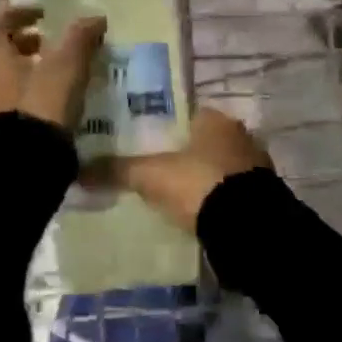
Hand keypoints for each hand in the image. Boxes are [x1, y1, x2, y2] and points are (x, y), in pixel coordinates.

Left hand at [0, 0, 106, 134]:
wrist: (13, 167)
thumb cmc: (38, 107)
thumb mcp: (66, 69)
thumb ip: (79, 40)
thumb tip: (95, 18)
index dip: (22, 12)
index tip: (43, 15)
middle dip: (18, 42)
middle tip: (45, 46)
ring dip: (14, 68)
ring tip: (43, 77)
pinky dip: (10, 92)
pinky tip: (32, 105)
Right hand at [85, 107, 271, 233]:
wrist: (248, 227)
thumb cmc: (199, 184)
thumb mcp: (151, 176)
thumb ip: (117, 170)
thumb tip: (78, 169)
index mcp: (216, 118)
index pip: (186, 114)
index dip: (165, 127)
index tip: (145, 143)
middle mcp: (240, 134)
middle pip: (203, 140)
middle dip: (184, 154)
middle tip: (155, 170)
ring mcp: (255, 165)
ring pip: (220, 166)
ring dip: (202, 177)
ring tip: (173, 194)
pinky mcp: (263, 195)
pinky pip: (231, 190)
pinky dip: (216, 198)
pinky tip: (198, 212)